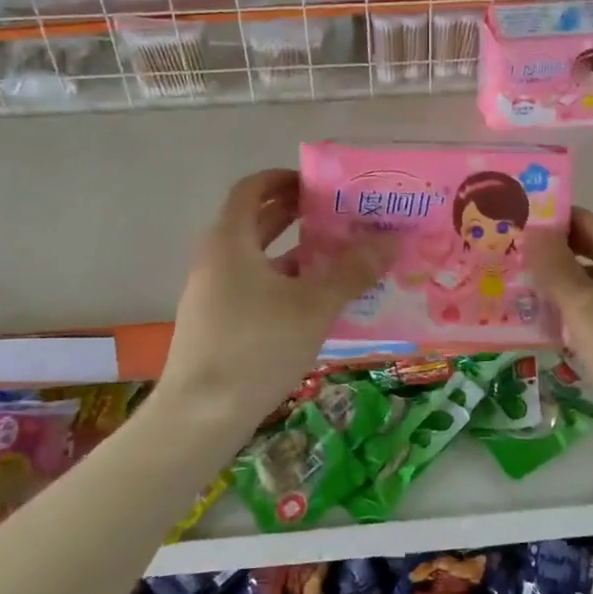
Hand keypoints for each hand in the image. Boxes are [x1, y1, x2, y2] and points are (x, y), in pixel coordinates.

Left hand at [157, 169, 388, 434]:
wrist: (201, 415)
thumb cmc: (257, 347)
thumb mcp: (314, 306)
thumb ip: (353, 271)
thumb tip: (391, 239)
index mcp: (230, 241)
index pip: (251, 188)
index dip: (283, 178)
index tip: (318, 183)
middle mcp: (216, 259)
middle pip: (255, 221)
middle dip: (295, 214)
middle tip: (338, 215)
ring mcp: (212, 293)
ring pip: (256, 258)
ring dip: (293, 251)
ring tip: (337, 256)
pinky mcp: (216, 322)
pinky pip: (253, 286)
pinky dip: (282, 282)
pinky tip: (315, 302)